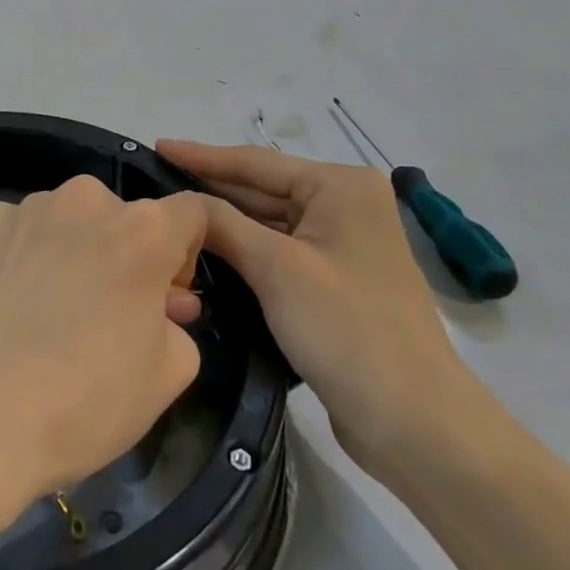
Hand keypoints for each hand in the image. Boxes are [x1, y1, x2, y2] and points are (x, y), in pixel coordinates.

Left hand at [0, 176, 206, 497]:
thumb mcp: (169, 373)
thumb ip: (178, 321)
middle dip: (130, 256)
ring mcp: (31, 206)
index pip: (191, 212)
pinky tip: (17, 297)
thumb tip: (163, 303)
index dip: (191, 251)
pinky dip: (29, 251)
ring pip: (72, 220)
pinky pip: (23, 228)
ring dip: (78, 250)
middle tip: (116, 313)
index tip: (171, 294)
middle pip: (125, 217)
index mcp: (144, 229)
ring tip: (57, 310)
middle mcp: (88, 198)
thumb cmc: (88, 399)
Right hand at [157, 140, 478, 480]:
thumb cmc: (347, 330)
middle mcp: (345, 205)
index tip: (156, 145)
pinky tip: (206, 250)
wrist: (415, 424)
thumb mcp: (276, 268)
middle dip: (210, 188)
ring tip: (171, 213)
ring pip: (268, 222)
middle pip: (263, 189)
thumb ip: (223, 225)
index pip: (256, 162)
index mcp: (341, 187)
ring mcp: (342, 244)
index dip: (201, 156)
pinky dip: (244, 250)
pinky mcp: (335, 281)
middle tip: (155, 180)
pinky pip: (278, 251)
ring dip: (224, 221)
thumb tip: (179, 204)